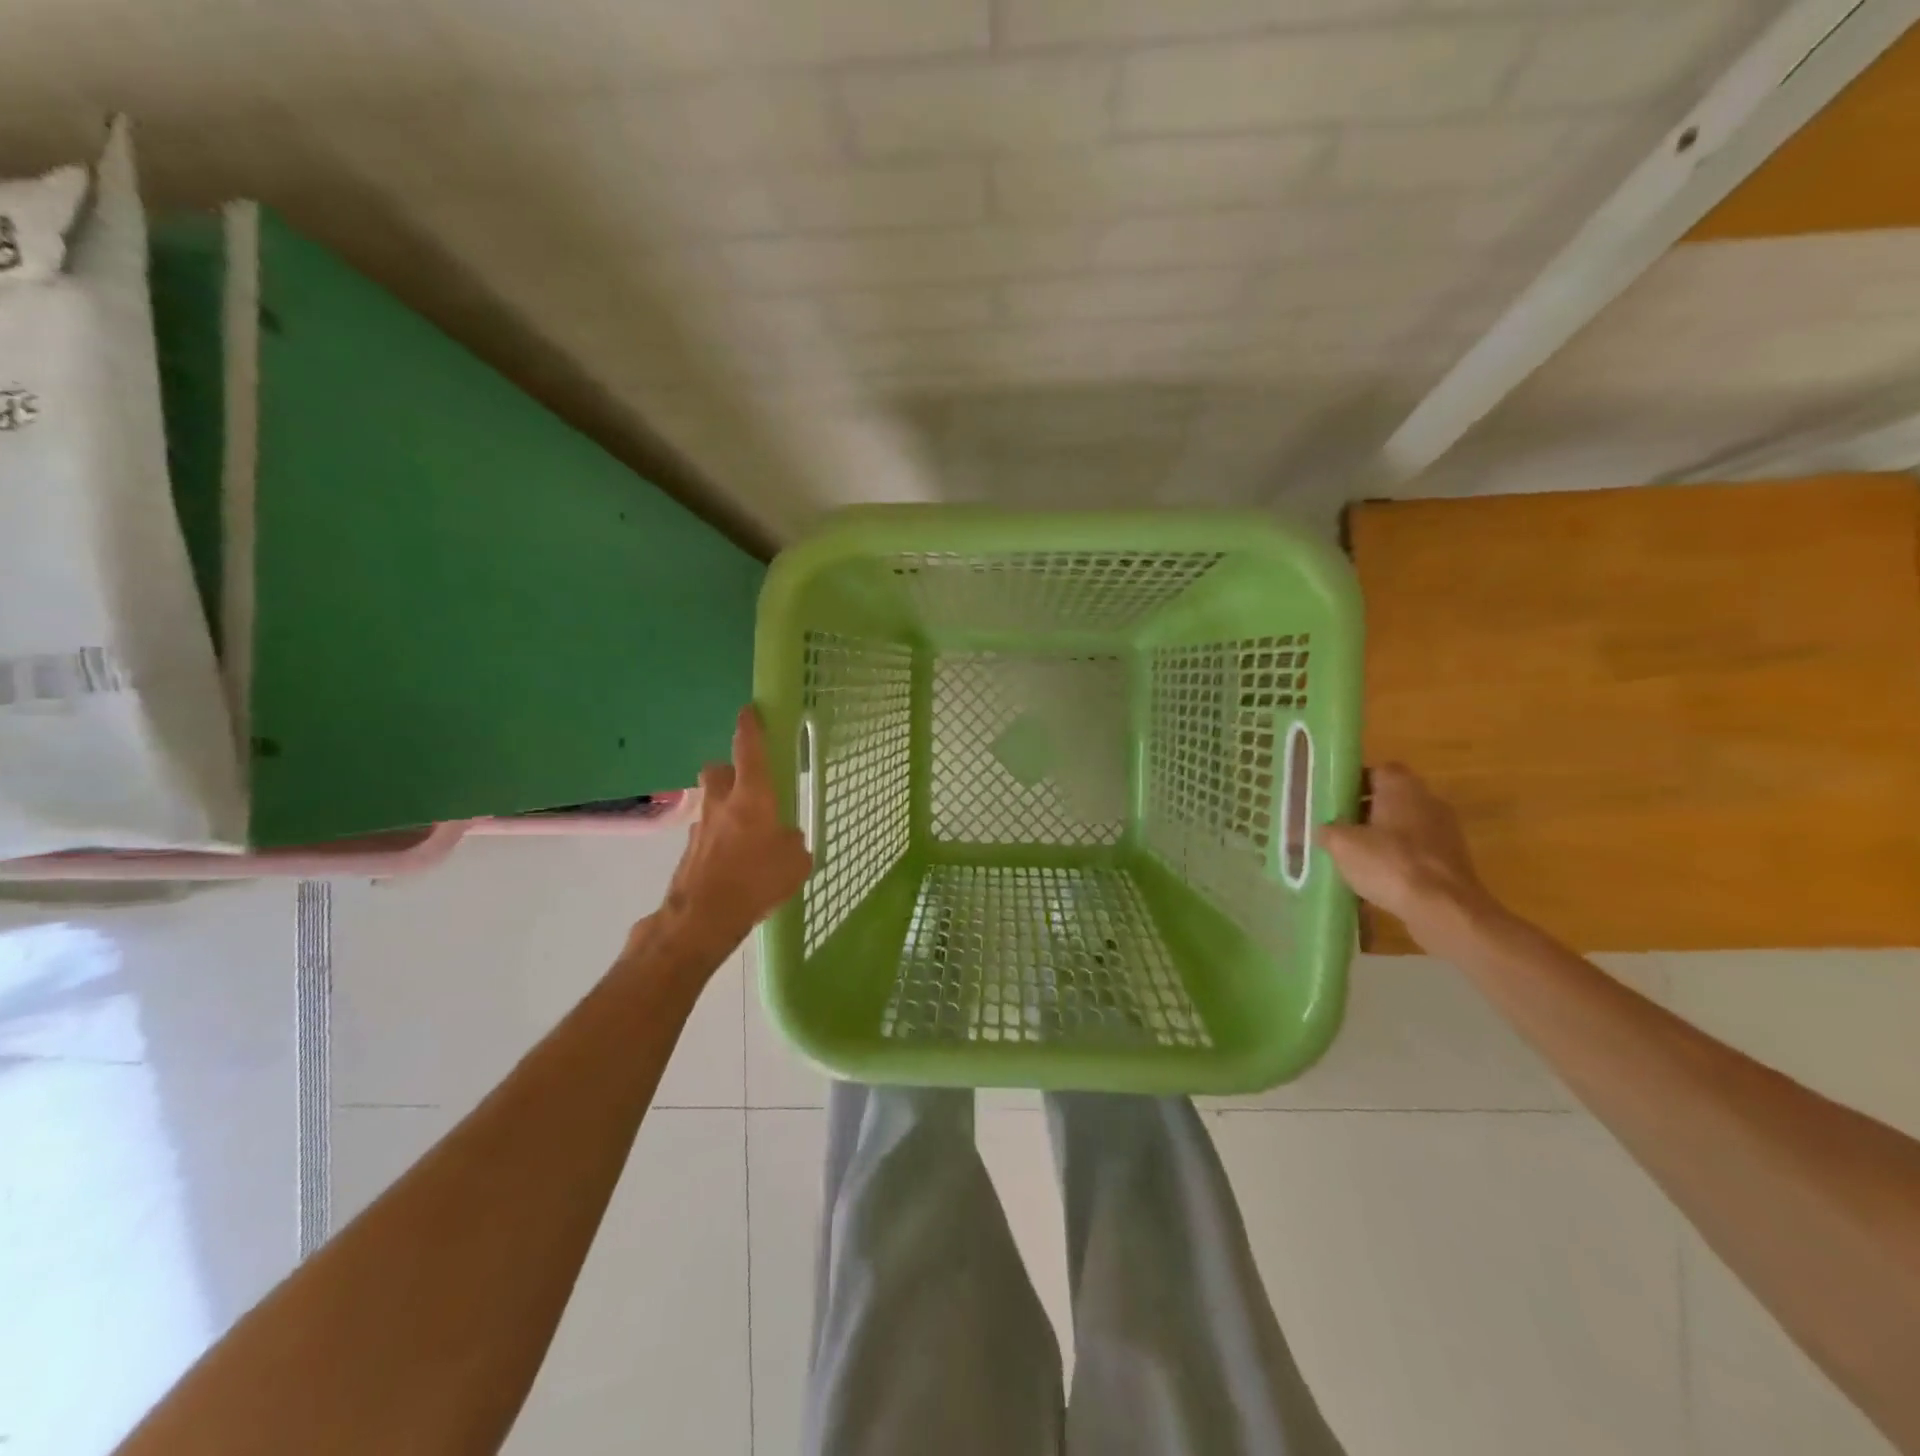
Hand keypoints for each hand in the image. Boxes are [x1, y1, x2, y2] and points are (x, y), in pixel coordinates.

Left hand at [654, 707, 811, 962]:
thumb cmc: (755, 881)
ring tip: (745, 831)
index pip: (749, 749)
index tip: (750, 711)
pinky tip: (734, 860)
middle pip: (719, 770)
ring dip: (724, 807)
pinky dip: (720, 838)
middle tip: (747, 784)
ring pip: (711, 802)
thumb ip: (793, 843)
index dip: (750, 727)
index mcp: (752, 796)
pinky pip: (708, 832)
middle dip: (730, 770)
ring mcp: (701, 826)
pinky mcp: (690, 851)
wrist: (702, 917)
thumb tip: (786, 839)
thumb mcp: (795, 862)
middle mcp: (722, 803)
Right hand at [1321, 765, 1493, 941]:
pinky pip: (1416, 851)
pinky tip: (1378, 878)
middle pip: (1392, 798)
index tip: (1334, 799)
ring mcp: (1444, 831)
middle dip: (1365, 810)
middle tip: (1338, 827)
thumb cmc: (1390, 864)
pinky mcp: (1452, 860)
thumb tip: (1324, 829)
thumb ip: (1328, 830)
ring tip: (1354, 856)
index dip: (1355, 782)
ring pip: (1404, 826)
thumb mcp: (1342, 845)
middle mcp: (1428, 801)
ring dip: (1382, 836)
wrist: (1444, 909)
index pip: (1378, 770)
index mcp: (1402, 788)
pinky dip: (1398, 859)